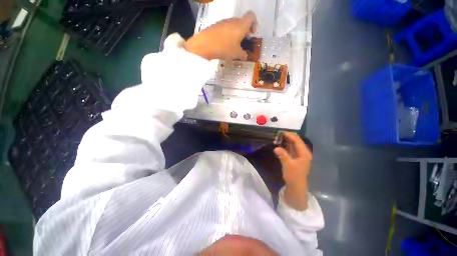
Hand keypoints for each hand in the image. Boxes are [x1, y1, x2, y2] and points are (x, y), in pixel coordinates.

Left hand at [184, 11, 256, 59]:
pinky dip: (228, 34)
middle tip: (242, 42)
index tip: (252, 34)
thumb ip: (243, 55)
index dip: (254, 23)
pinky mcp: (216, 25)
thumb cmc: (225, 48)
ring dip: (236, 33)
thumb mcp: (236, 54)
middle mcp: (233, 20)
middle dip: (244, 31)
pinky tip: (224, 44)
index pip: (251, 16)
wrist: (205, 44)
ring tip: (233, 45)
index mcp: (241, 25)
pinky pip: (225, 28)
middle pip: (242, 21)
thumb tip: (245, 55)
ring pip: (233, 25)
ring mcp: (223, 22)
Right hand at [274, 132, 312, 209]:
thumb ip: (282, 155)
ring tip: (279, 137)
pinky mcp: (296, 157)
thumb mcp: (288, 165)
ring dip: (287, 140)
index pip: (297, 141)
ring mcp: (300, 155)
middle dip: (288, 136)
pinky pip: (291, 148)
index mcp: (304, 153)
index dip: (290, 135)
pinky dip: (286, 145)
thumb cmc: (294, 176)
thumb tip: (276, 148)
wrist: (296, 186)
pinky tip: (281, 143)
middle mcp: (303, 152)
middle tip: (279, 133)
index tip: (281, 132)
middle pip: (296, 141)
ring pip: (294, 144)